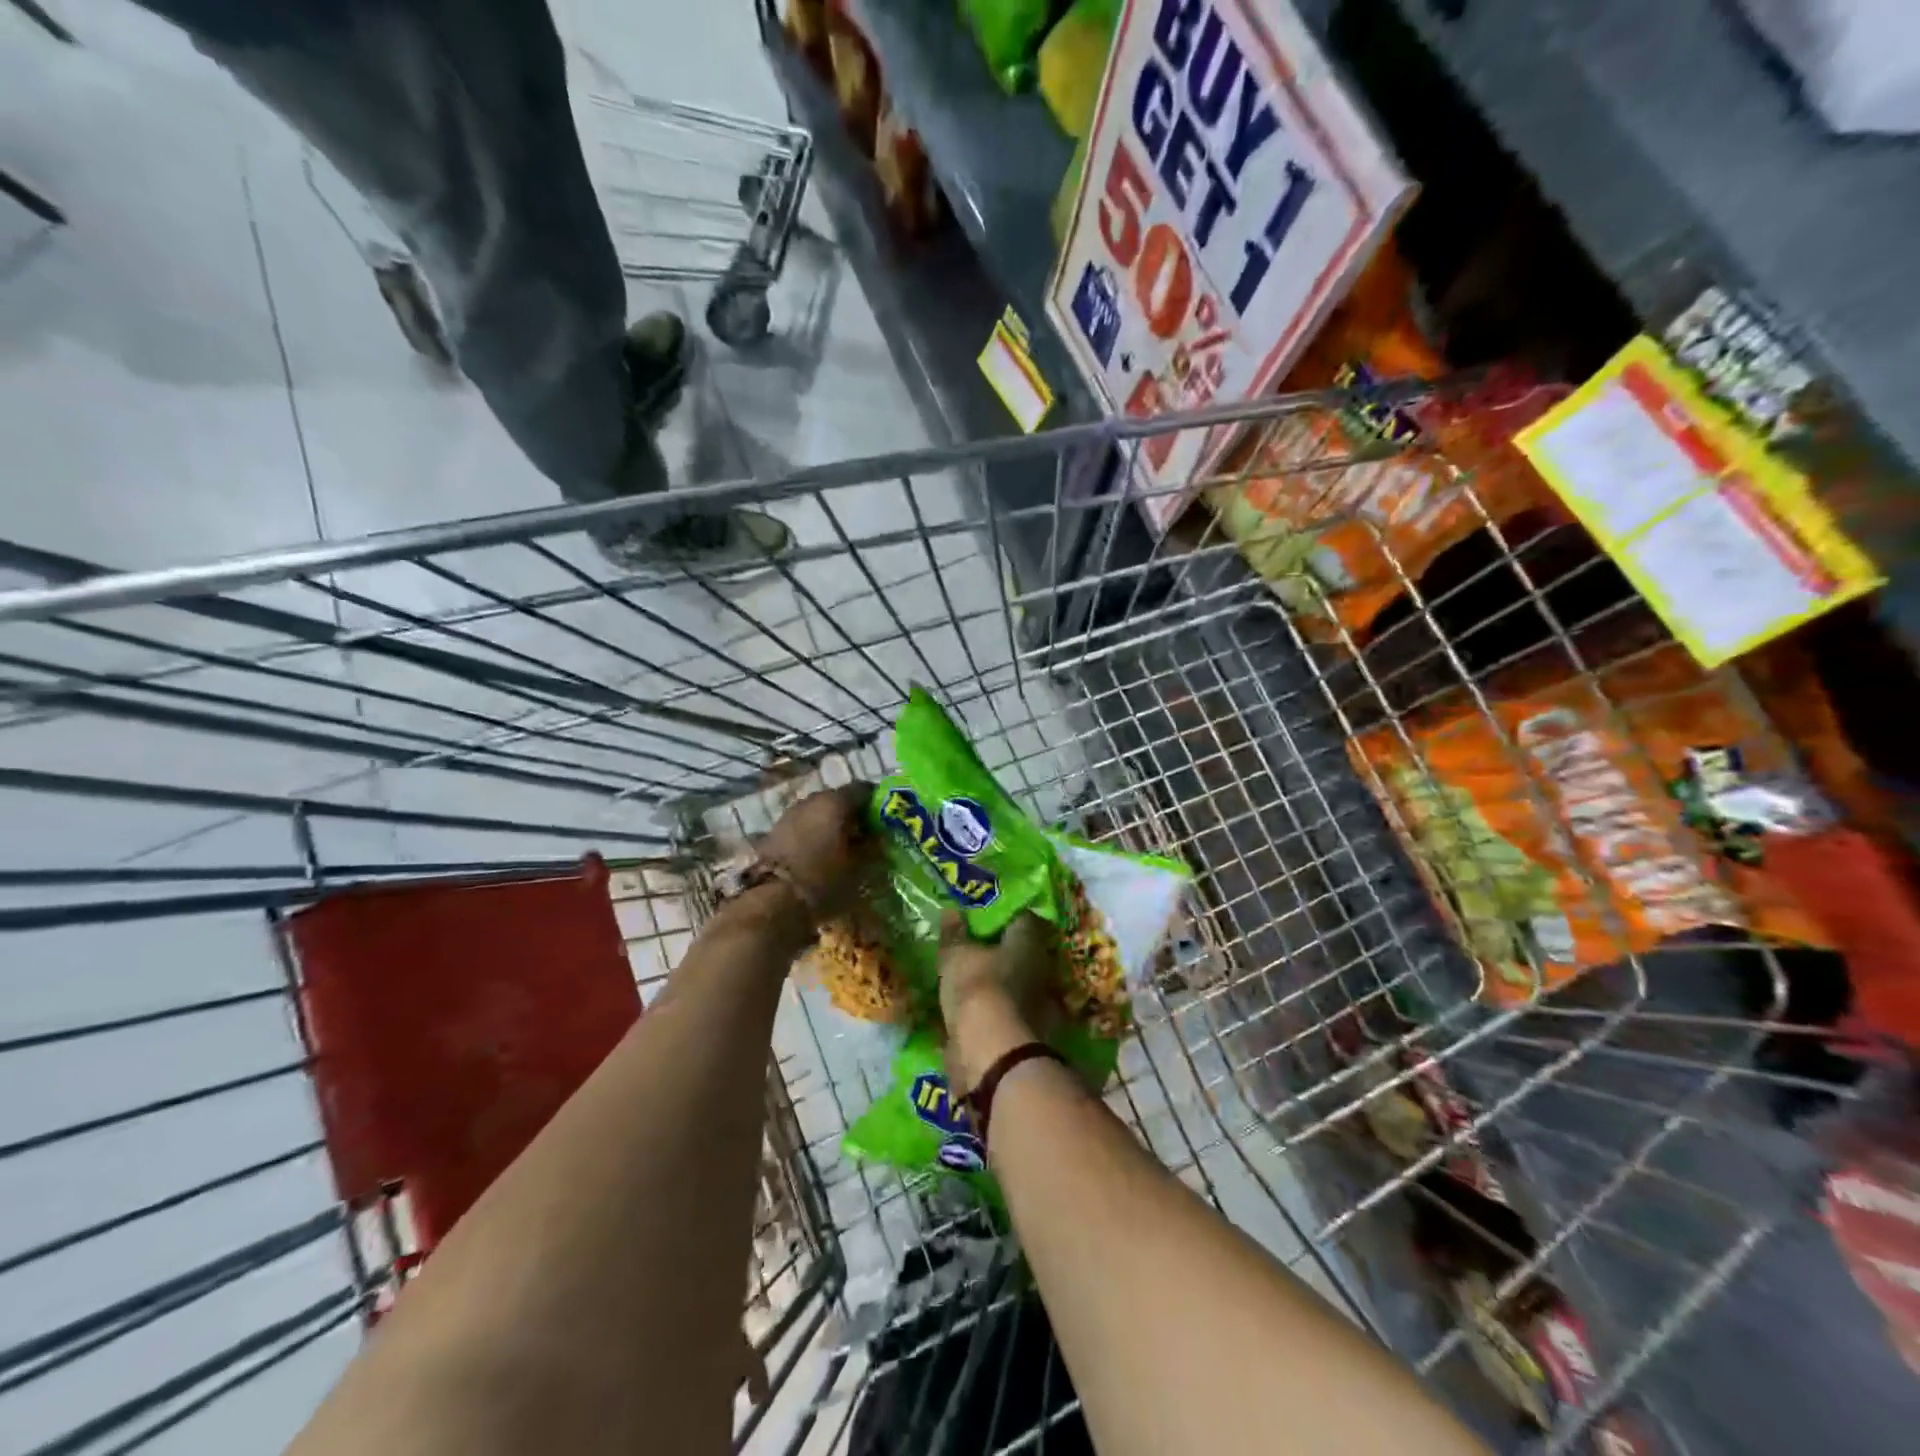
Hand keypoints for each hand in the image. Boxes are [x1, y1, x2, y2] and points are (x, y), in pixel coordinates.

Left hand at [755, 782, 873, 919]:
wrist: (772, 901)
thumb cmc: (823, 881)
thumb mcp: (859, 868)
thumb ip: (872, 847)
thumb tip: (878, 837)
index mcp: (836, 802)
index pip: (864, 790)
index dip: (877, 803)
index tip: (885, 820)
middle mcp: (811, 800)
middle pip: (838, 799)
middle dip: (852, 815)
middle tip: (864, 836)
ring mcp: (789, 814)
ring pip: (818, 812)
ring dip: (830, 824)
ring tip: (841, 847)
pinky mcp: (774, 831)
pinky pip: (802, 826)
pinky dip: (813, 834)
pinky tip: (818, 854)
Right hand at [939, 910, 1056, 1093]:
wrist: (991, 1052)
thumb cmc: (977, 988)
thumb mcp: (956, 956)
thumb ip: (954, 934)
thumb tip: (952, 911)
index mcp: (1029, 942)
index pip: (1022, 918)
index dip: (1004, 917)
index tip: (984, 920)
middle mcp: (1042, 969)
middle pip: (1023, 953)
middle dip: (1002, 953)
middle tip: (976, 952)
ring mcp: (1041, 1004)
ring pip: (1019, 985)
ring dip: (1001, 985)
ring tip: (973, 984)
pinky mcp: (1031, 1034)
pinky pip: (1012, 1014)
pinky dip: (997, 1013)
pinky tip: (976, 1014)